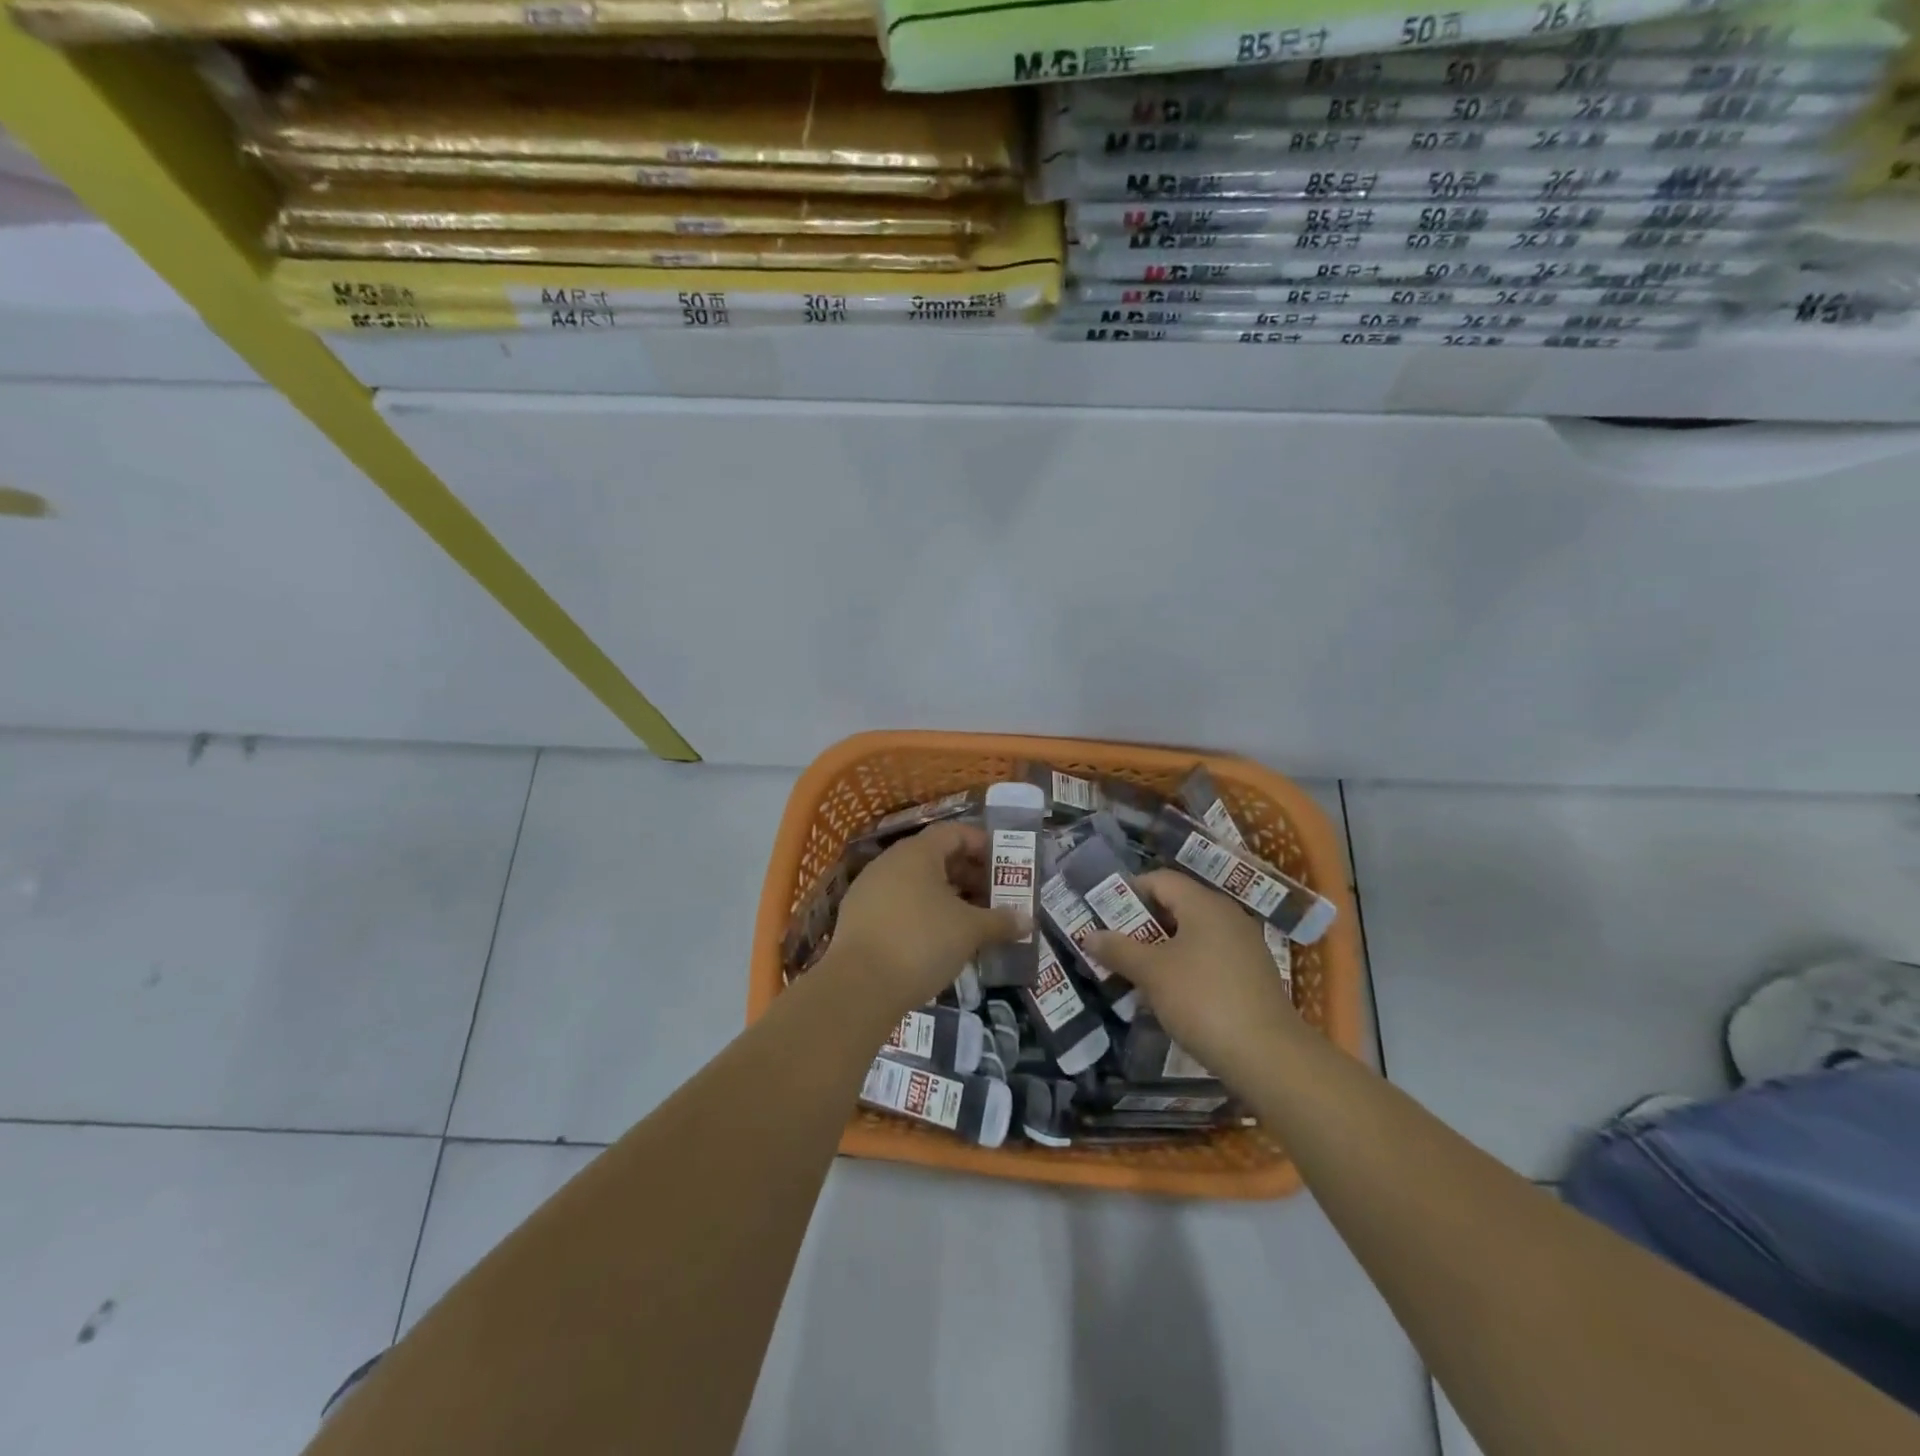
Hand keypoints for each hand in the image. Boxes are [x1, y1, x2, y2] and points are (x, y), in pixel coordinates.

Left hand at [823, 822, 1027, 1017]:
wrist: (859, 987)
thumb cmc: (921, 942)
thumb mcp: (969, 931)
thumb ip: (1000, 921)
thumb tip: (1029, 920)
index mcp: (916, 853)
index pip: (954, 833)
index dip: (982, 844)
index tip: (1004, 864)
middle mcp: (890, 862)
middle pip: (936, 857)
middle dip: (968, 874)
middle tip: (994, 896)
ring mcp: (869, 889)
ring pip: (916, 883)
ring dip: (947, 896)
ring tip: (972, 920)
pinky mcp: (859, 918)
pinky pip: (899, 904)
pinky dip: (923, 913)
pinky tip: (939, 939)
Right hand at [1086, 871, 1299, 1072]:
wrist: (1269, 1056)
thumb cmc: (1203, 1000)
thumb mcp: (1152, 973)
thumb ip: (1118, 949)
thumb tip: (1089, 934)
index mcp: (1204, 904)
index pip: (1159, 880)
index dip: (1128, 891)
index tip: (1103, 914)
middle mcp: (1227, 916)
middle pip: (1176, 906)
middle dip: (1141, 924)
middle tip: (1112, 945)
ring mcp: (1243, 946)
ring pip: (1191, 935)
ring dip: (1159, 949)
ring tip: (1133, 973)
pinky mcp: (1251, 975)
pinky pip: (1207, 957)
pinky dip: (1183, 967)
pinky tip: (1167, 995)